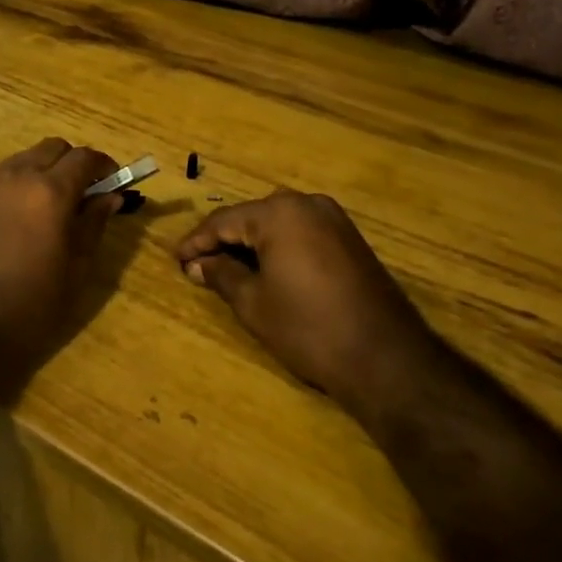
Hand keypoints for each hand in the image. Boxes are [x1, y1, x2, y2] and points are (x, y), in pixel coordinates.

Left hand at [0, 138, 123, 398]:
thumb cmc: (30, 306)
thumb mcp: (75, 270)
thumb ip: (94, 224)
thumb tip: (111, 196)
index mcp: (50, 192)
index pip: (85, 158)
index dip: (105, 165)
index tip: (115, 183)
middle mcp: (18, 177)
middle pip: (54, 147)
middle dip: (75, 162)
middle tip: (86, 193)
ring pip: (26, 158)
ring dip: (46, 169)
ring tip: (56, 206)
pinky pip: (4, 177)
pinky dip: (22, 182)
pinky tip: (26, 218)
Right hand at [173, 190, 435, 420]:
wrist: (385, 357)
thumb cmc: (308, 328)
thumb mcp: (254, 303)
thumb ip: (222, 276)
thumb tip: (197, 265)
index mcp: (278, 213)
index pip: (224, 221)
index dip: (196, 242)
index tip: (176, 259)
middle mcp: (306, 204)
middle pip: (252, 217)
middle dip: (224, 241)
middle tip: (199, 265)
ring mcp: (333, 219)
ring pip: (278, 223)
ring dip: (252, 244)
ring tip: (227, 268)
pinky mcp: (350, 238)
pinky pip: (302, 233)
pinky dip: (280, 247)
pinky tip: (266, 269)